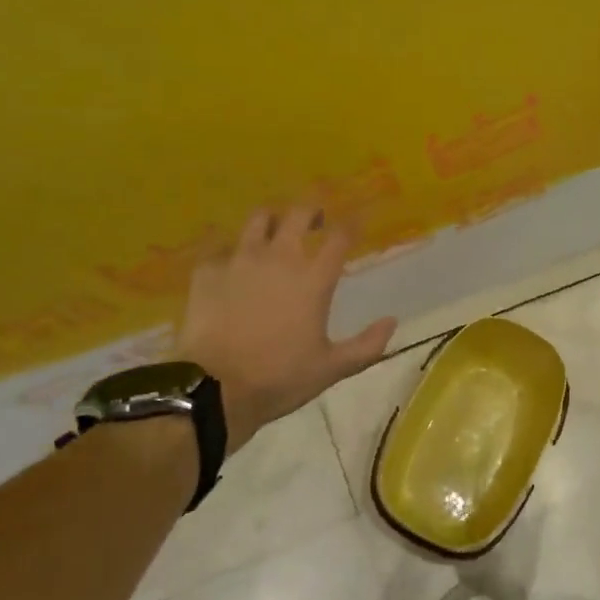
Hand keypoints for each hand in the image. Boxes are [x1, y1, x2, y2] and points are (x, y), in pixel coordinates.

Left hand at [175, 205, 396, 451]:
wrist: (214, 390)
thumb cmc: (280, 378)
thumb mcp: (332, 368)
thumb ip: (367, 345)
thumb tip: (392, 321)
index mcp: (314, 279)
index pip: (340, 237)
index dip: (352, 224)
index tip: (357, 220)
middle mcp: (280, 258)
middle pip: (299, 214)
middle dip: (312, 209)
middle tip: (316, 218)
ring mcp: (240, 260)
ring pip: (258, 219)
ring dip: (272, 219)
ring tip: (274, 229)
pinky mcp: (207, 272)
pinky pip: (219, 247)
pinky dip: (229, 249)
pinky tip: (230, 261)